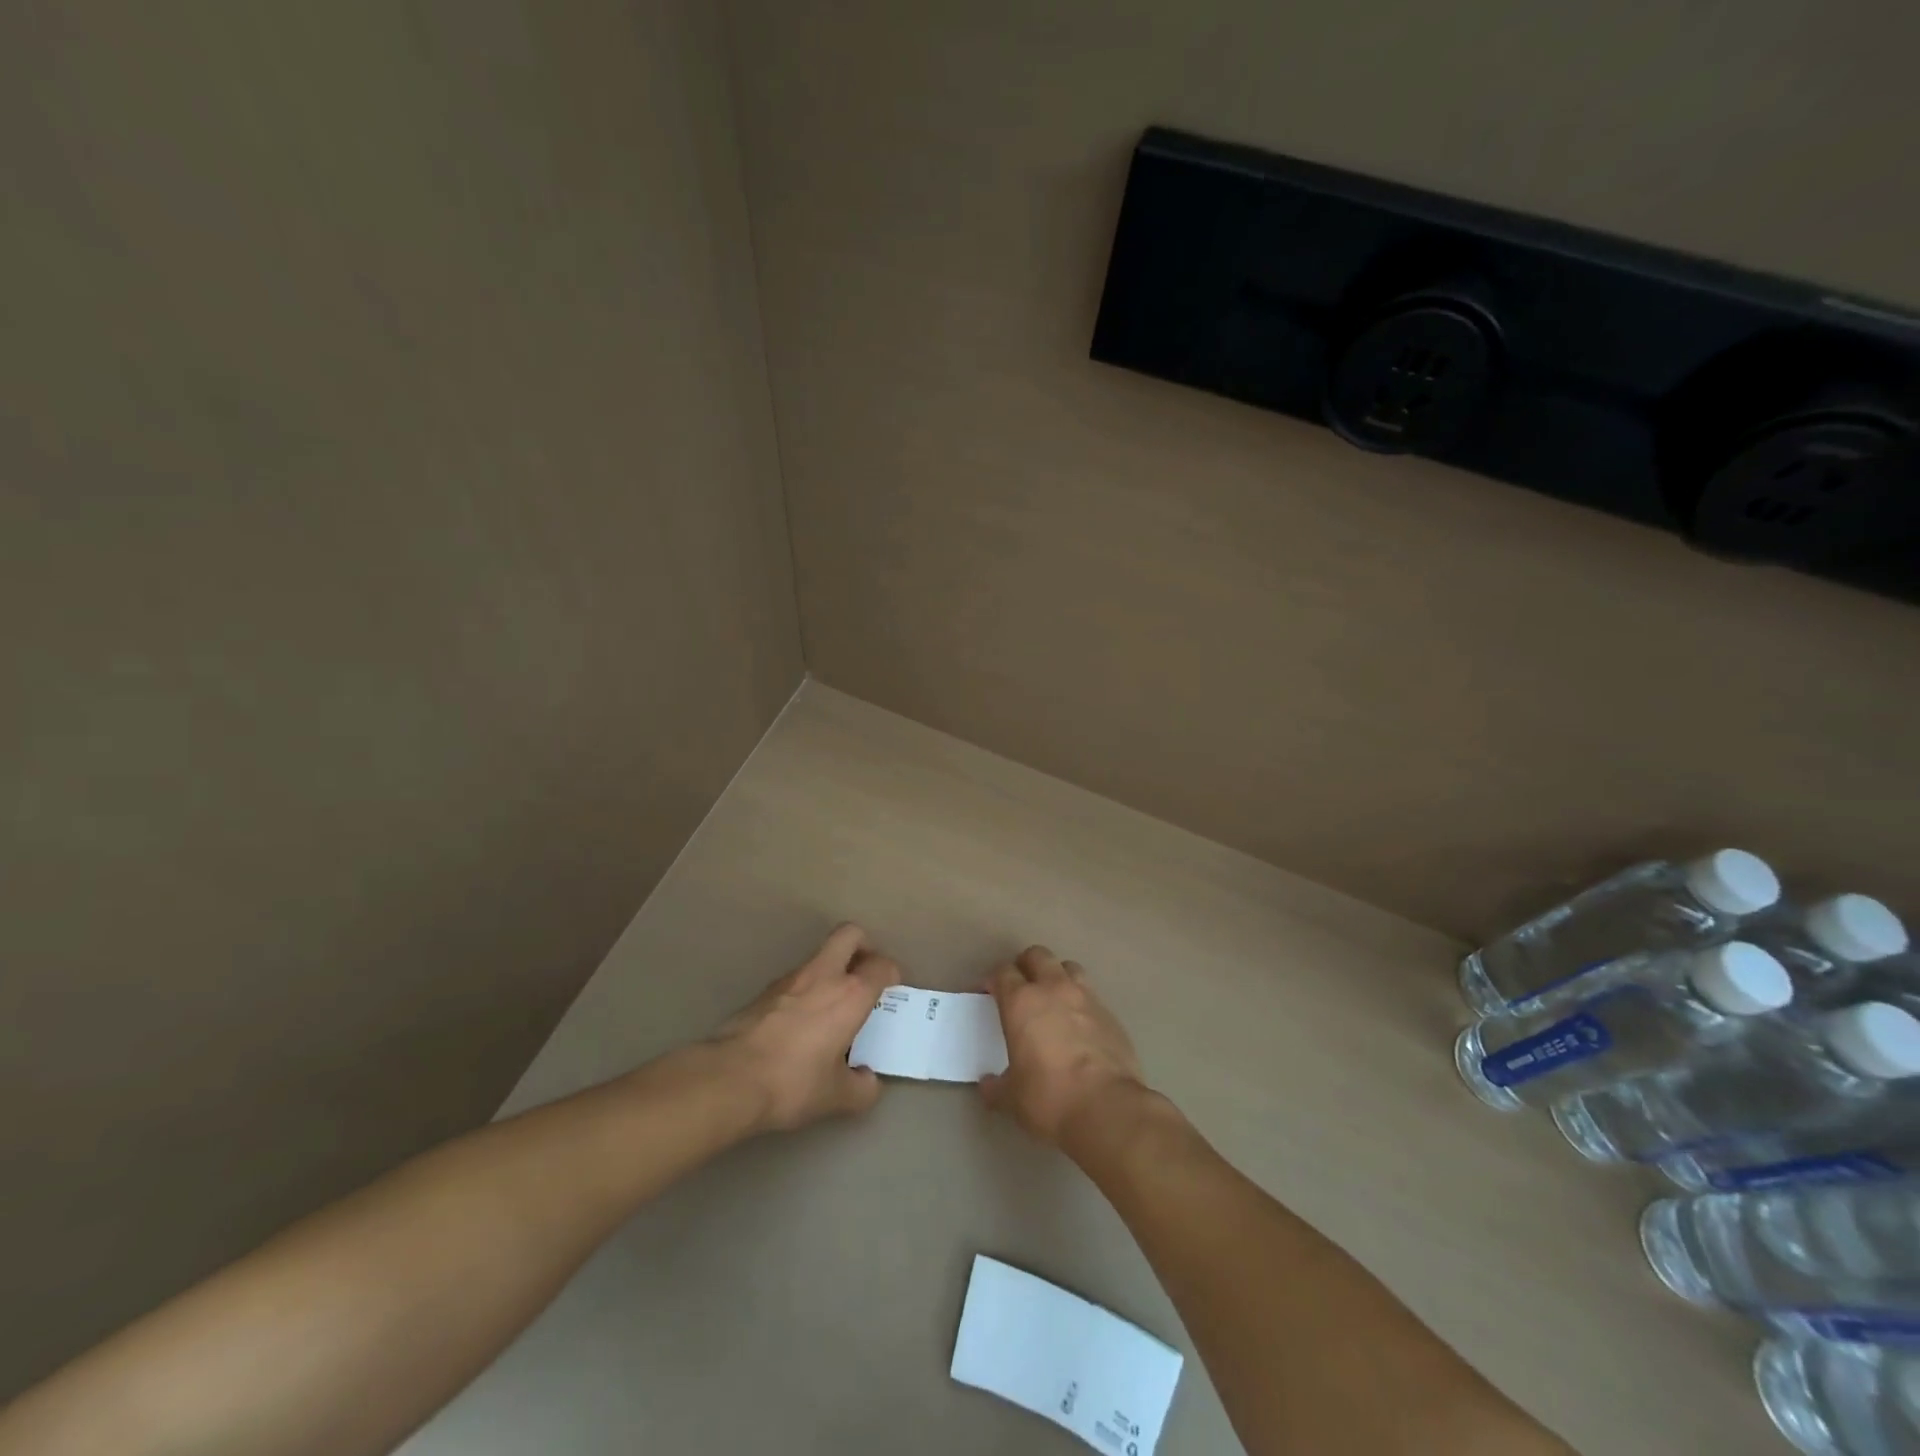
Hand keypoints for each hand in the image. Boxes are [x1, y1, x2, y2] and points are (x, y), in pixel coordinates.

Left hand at [711, 923, 900, 1132]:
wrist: (730, 1079)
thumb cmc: (793, 1082)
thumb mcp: (837, 1097)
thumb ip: (862, 1088)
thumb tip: (868, 1081)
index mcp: (851, 994)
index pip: (882, 965)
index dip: (891, 974)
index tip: (890, 991)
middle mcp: (824, 975)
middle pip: (850, 934)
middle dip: (863, 946)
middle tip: (865, 974)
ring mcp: (790, 978)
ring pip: (820, 955)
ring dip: (831, 969)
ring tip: (832, 1005)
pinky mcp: (764, 991)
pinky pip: (795, 979)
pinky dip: (805, 989)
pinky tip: (801, 1022)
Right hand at [980, 946, 1146, 1148]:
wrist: (1107, 1108)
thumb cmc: (1050, 1098)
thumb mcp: (1012, 1098)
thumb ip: (997, 1086)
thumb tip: (988, 1085)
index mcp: (1022, 1002)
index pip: (1003, 972)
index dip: (993, 980)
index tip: (989, 994)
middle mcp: (1053, 989)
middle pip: (1037, 955)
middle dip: (1026, 966)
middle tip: (1020, 988)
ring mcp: (1086, 997)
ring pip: (1068, 967)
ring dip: (1057, 976)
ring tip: (1053, 999)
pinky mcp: (1111, 1014)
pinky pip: (1091, 995)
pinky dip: (1081, 1002)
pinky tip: (1079, 1025)